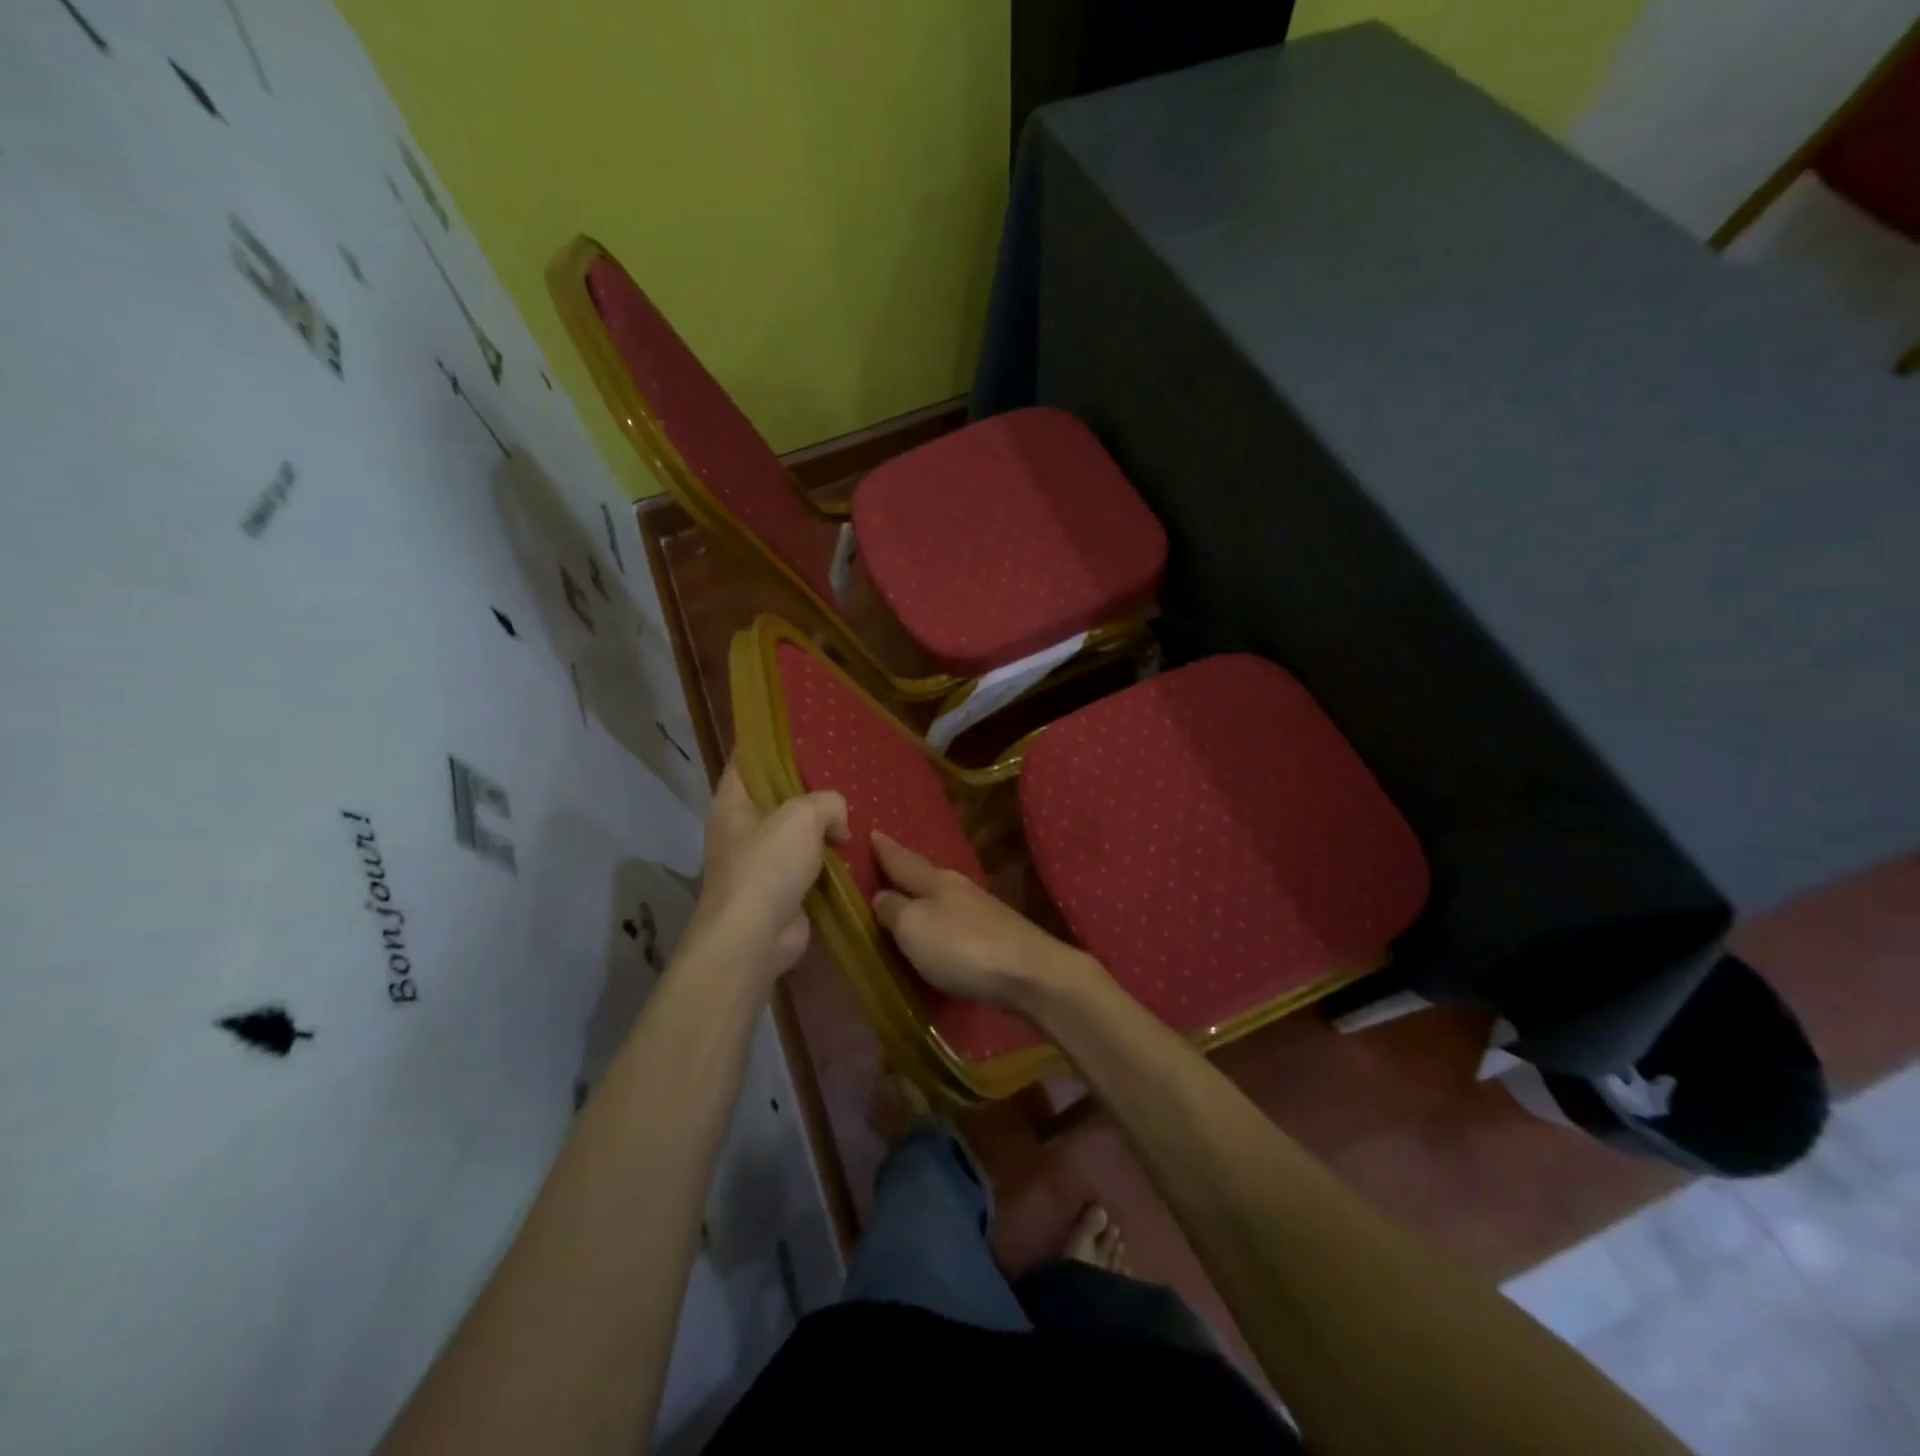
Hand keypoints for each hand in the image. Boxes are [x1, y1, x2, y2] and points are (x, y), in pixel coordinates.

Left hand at [678, 764, 848, 992]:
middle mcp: (742, 829)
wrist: (754, 938)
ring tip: (859, 806)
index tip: (804, 729)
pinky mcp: (782, 890)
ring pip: (797, 831)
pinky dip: (830, 858)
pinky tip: (857, 847)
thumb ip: (827, 802)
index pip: (748, 760)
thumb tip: (839, 823)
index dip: (771, 742)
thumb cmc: (767, 866)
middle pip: (777, 795)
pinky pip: (810, 863)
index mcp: (732, 803)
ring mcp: (761, 862)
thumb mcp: (802, 816)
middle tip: (845, 769)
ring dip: (824, 825)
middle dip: (809, 785)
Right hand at [870, 831, 1096, 1008]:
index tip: (872, 832)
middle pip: (924, 874)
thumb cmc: (962, 946)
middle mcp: (958, 888)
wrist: (1029, 973)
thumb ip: (894, 910)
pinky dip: (940, 917)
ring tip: (906, 894)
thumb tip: (882, 895)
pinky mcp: (995, 935)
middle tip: (884, 861)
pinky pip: (955, 918)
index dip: (885, 849)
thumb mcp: (914, 927)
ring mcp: (981, 911)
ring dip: (922, 893)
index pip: (902, 860)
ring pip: (942, 894)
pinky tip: (938, 925)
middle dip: (904, 868)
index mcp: (935, 880)